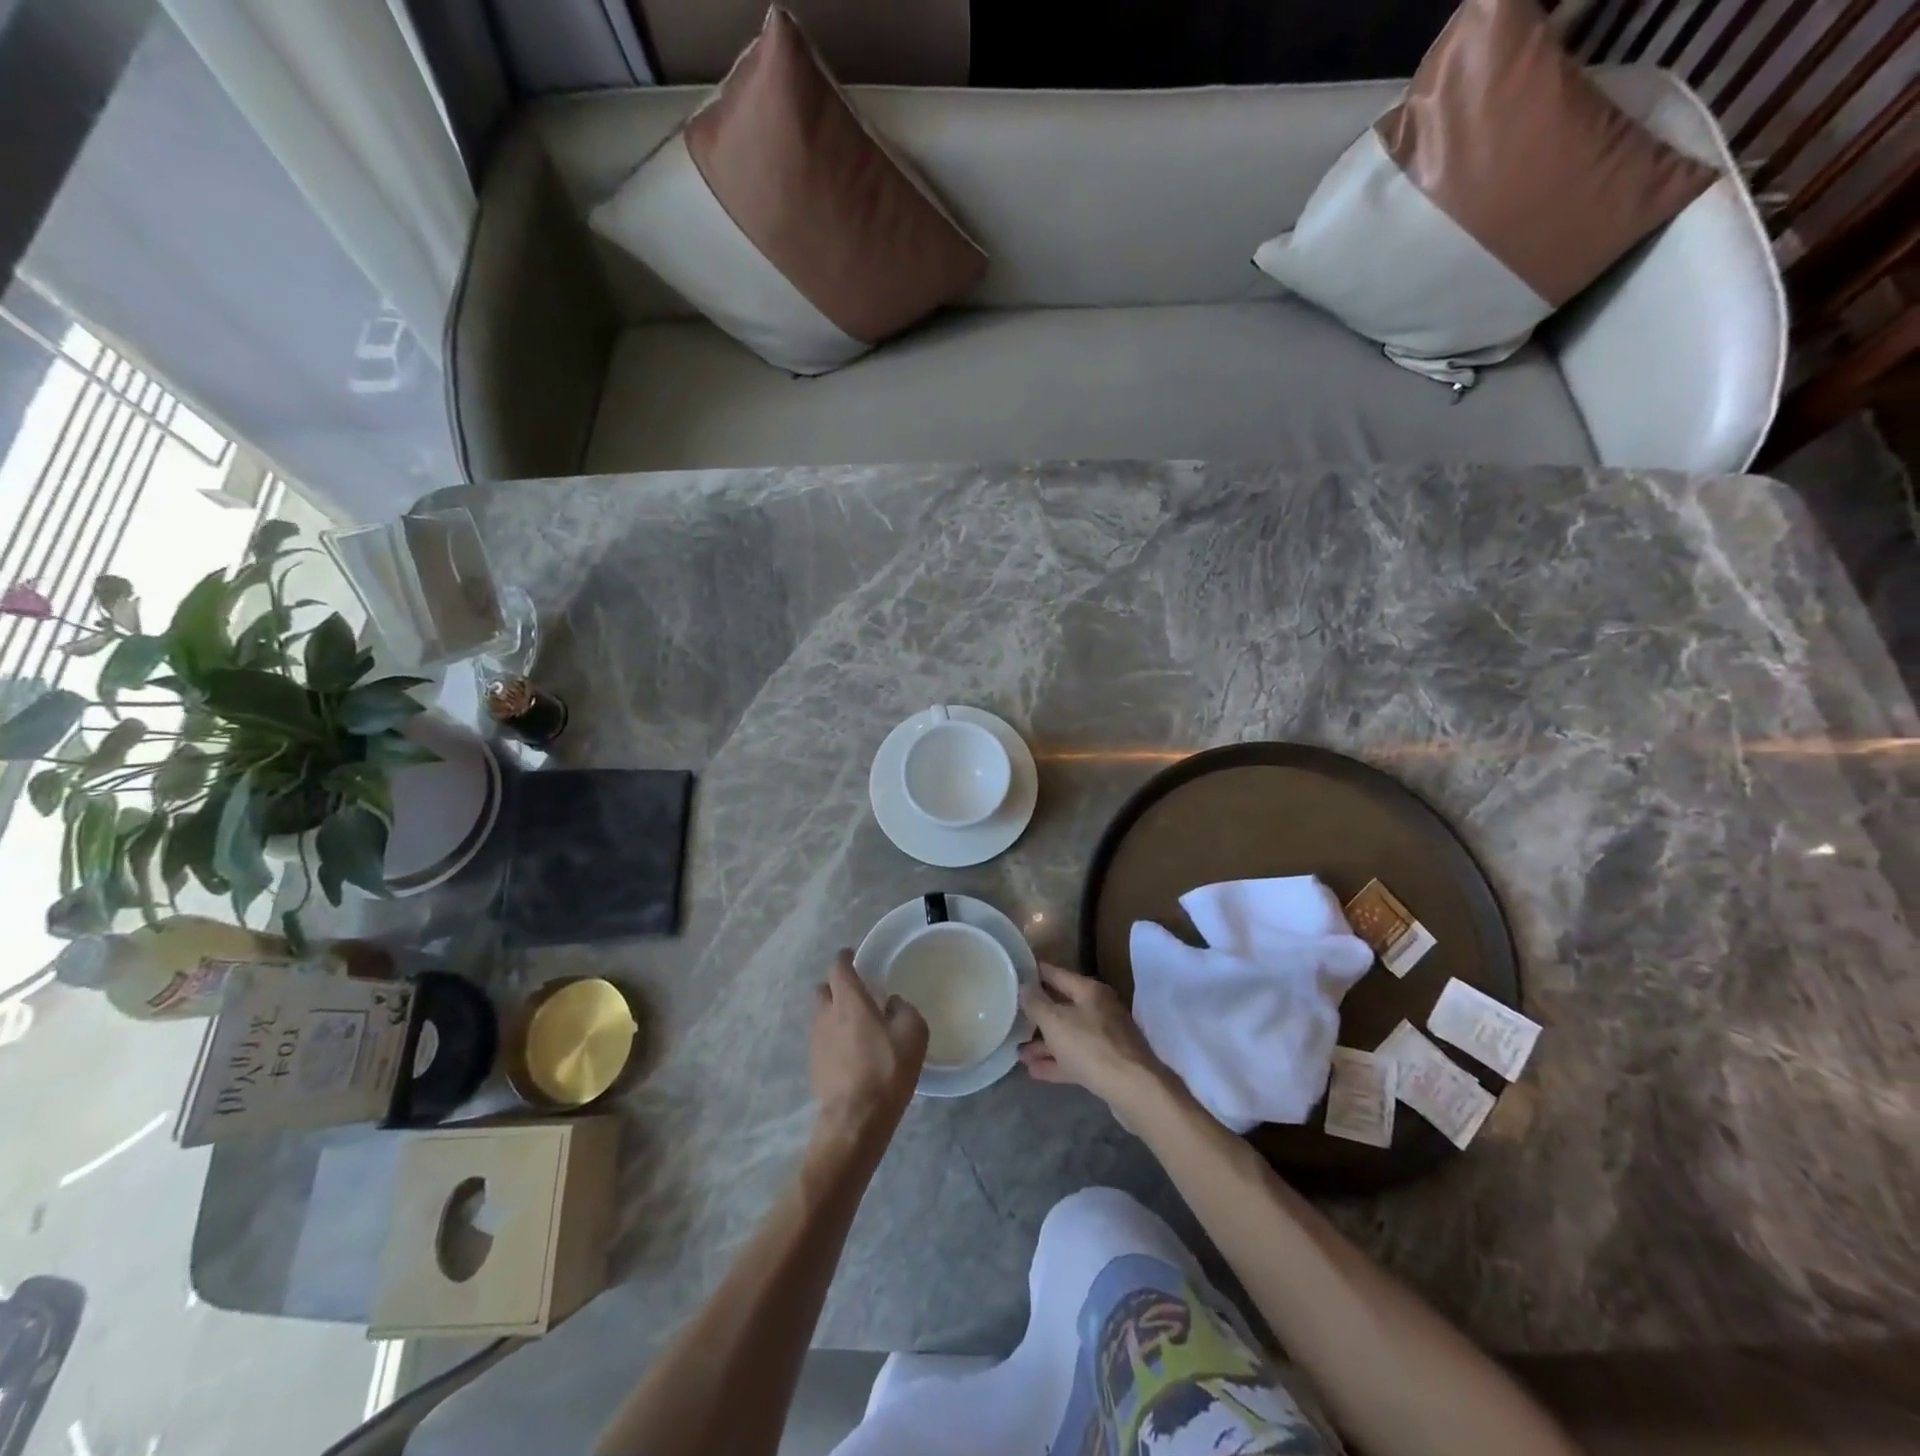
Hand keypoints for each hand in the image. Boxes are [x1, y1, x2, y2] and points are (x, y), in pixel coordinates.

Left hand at [810, 950, 927, 1150]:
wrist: (856, 1119)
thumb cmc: (887, 1069)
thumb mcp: (913, 1033)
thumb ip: (903, 1009)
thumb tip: (892, 1004)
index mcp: (848, 1000)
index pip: (838, 967)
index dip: (845, 958)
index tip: (854, 956)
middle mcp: (826, 1015)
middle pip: (823, 990)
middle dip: (837, 987)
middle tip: (857, 995)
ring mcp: (815, 1042)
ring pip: (821, 1017)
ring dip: (835, 1015)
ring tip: (856, 1028)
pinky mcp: (813, 1066)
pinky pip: (823, 1041)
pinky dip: (834, 1040)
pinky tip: (851, 1054)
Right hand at [1018, 963, 1176, 1127]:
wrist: (1133, 1089)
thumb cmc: (1091, 1046)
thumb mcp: (1055, 1021)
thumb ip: (1036, 1003)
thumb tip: (1023, 987)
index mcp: (1089, 991)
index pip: (1056, 974)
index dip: (1035, 973)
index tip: (1014, 973)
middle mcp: (1098, 1010)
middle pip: (1062, 1007)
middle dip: (1036, 1015)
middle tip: (1011, 1017)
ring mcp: (1104, 1038)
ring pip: (1067, 1036)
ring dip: (1043, 1044)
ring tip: (1018, 1053)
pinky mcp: (1105, 1065)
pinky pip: (1074, 1059)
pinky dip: (1055, 1063)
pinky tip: (1033, 1071)